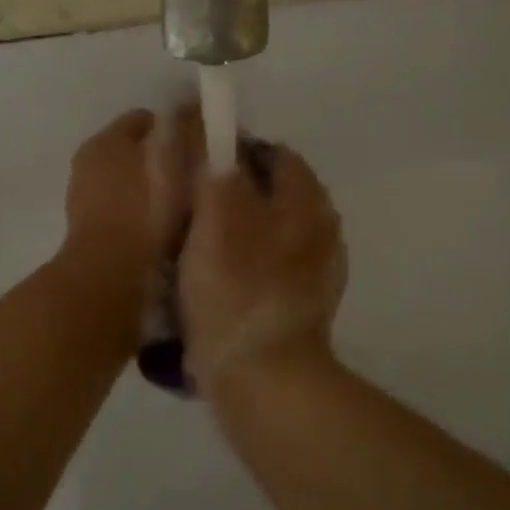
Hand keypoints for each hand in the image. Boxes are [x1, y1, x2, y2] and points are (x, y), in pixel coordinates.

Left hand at [58, 109, 193, 293]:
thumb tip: (192, 102)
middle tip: (198, 178)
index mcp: (106, 140)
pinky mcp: (90, 232)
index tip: (204, 147)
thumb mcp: (174, 159)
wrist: (111, 272)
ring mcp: (85, 200)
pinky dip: (143, 216)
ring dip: (155, 190)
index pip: (147, 119)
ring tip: (186, 208)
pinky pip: (126, 212)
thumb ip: (185, 127)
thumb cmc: (146, 210)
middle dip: (166, 159)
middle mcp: (89, 164)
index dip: (178, 127)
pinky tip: (165, 231)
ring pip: (131, 183)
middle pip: (137, 151)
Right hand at [179, 143, 345, 398]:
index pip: (271, 153)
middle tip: (188, 212)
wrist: (264, 378)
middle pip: (270, 193)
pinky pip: (268, 267)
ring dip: (235, 233)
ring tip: (195, 249)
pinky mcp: (304, 304)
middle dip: (231, 195)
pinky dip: (245, 266)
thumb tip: (210, 132)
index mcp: (307, 199)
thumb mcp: (214, 215)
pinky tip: (217, 284)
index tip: (195, 172)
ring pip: (268, 231)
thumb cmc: (236, 288)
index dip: (231, 153)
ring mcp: (317, 269)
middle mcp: (321, 228)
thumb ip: (213, 167)